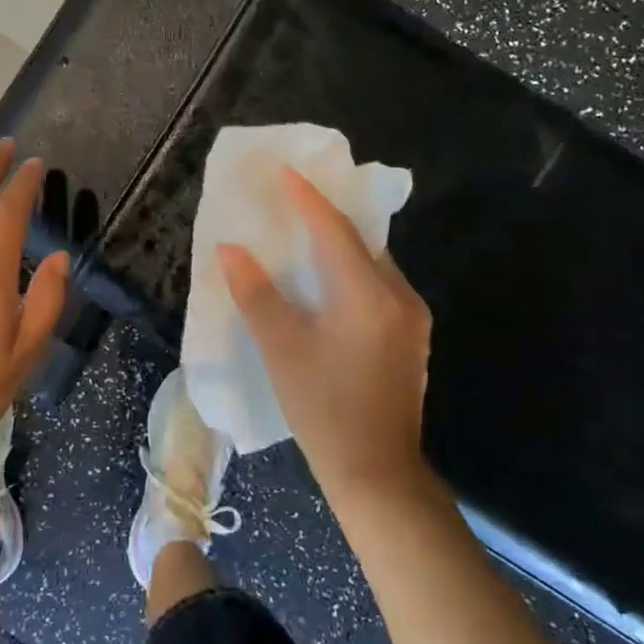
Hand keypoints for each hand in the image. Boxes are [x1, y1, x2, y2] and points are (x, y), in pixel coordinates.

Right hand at [218, 166, 431, 502]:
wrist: (377, 474)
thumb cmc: (323, 409)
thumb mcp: (281, 349)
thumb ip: (255, 293)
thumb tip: (231, 249)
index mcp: (368, 294)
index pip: (334, 230)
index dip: (307, 198)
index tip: (285, 170)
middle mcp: (399, 296)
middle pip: (361, 241)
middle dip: (326, 217)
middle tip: (292, 198)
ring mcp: (412, 319)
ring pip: (373, 264)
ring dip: (340, 246)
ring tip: (304, 235)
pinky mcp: (412, 338)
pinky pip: (380, 286)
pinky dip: (353, 273)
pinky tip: (328, 283)